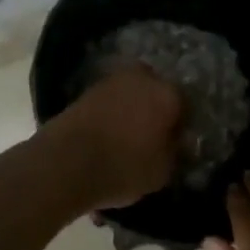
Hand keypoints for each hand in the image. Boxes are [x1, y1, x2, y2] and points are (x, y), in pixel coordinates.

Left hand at [47, 66, 184, 211]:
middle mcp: (141, 78)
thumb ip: (174, 152)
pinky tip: (108, 137)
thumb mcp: (162, 171)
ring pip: (130, 95)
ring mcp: (109, 82)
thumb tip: (175, 142)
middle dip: (156, 111)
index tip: (177, 144)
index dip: (182, 126)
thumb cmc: (124, 168)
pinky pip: (108, 103)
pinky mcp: (84, 92)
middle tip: (152, 138)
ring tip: (127, 139)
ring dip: (131, 112)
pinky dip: (111, 116)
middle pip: (156, 92)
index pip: (185, 105)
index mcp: (167, 94)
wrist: (64, 164)